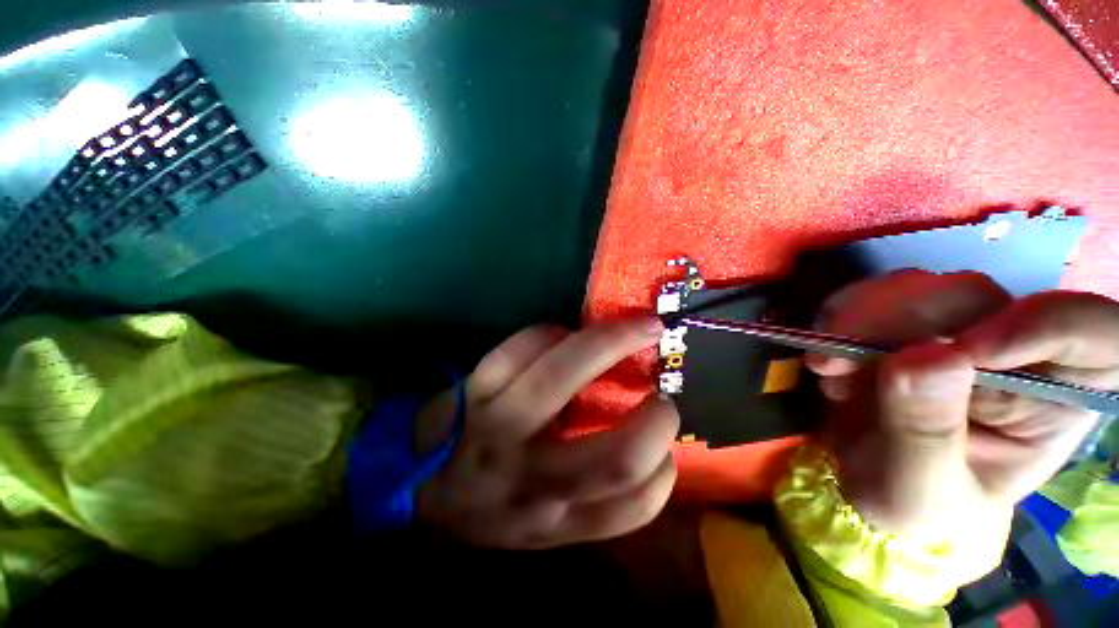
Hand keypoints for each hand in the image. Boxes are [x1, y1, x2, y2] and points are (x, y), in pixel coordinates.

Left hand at [415, 319, 678, 548]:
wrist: (417, 486)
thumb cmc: (490, 502)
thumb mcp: (542, 519)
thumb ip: (592, 494)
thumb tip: (644, 440)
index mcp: (556, 518)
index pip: (633, 506)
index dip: (664, 469)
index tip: (665, 442)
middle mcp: (533, 479)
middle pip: (617, 454)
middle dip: (657, 418)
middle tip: (660, 389)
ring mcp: (501, 427)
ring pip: (565, 375)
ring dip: (612, 341)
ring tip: (636, 328)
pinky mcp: (477, 388)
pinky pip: (525, 345)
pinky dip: (553, 331)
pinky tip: (564, 333)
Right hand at [806, 271, 1109, 559]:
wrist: (864, 480)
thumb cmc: (912, 501)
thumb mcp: (920, 488)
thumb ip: (927, 431)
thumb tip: (929, 357)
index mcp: (1054, 401)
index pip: (1093, 335)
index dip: (1047, 327)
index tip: (966, 352)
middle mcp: (1015, 352)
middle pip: (984, 299)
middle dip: (905, 320)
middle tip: (843, 355)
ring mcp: (955, 330)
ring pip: (923, 287)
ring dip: (860, 318)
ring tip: (827, 366)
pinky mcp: (905, 323)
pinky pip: (875, 295)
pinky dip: (838, 319)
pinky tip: (826, 361)